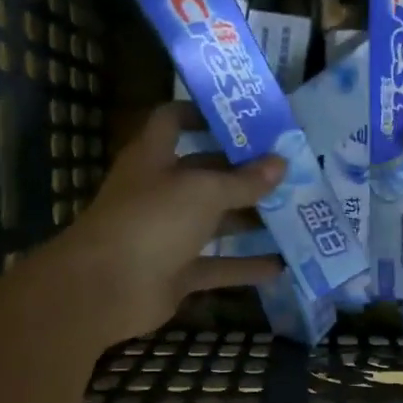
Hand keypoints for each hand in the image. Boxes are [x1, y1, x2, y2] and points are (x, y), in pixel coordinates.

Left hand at [44, 103, 285, 344]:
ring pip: (215, 223)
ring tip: (296, 215)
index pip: (174, 121)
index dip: (204, 113)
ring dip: (251, 220)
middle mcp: (161, 191)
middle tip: (290, 170)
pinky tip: (282, 267)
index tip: (245, 117)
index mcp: (155, 157)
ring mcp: (168, 234)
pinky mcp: (177, 272)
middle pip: (206, 174)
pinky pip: (218, 266)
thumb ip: (244, 181)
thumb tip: (280, 163)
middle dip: (245, 172)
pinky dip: (245, 267)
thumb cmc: (152, 221)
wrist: (106, 288)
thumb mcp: (203, 192)